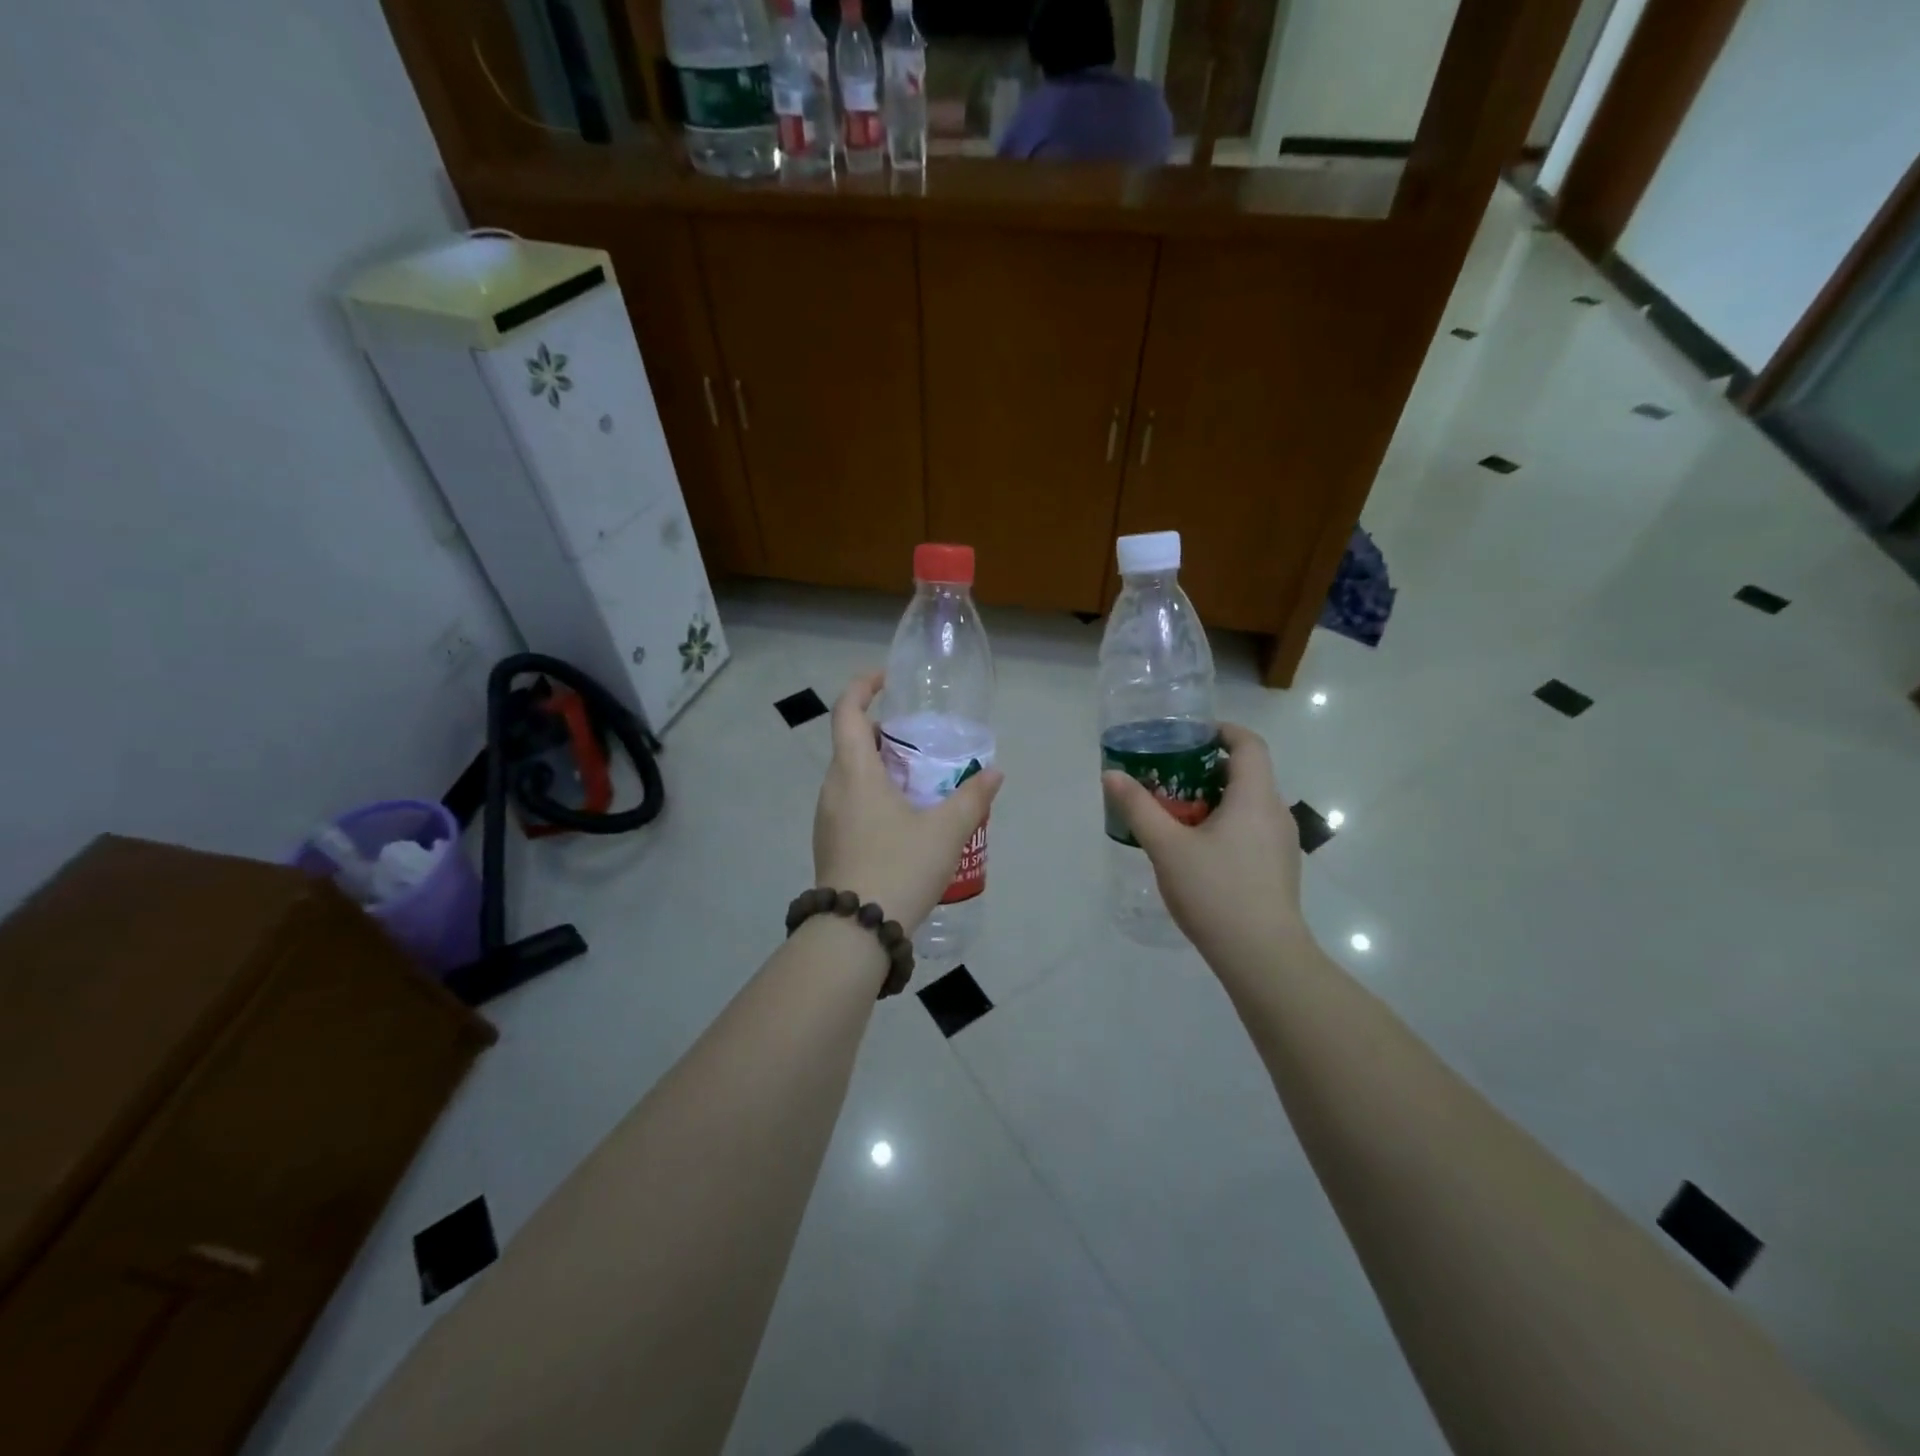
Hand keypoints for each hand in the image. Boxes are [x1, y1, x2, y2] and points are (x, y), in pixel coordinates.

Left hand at [813, 672, 1003, 931]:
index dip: (862, 687)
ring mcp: (826, 819)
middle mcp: (832, 789)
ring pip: (850, 777)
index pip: (847, 712)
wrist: (855, 932)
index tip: (885, 679)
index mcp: (854, 772)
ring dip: (878, 768)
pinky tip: (903, 821)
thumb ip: (972, 797)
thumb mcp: (946, 831)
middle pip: (850, 743)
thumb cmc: (899, 867)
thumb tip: (994, 772)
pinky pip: (849, 803)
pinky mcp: (829, 844)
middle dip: (882, 734)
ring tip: (918, 781)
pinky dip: (872, 795)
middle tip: (918, 741)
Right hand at [1101, 723, 1305, 963]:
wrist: (1262, 956)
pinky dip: (1226, 824)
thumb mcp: (1167, 847)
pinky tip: (1197, 851)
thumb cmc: (1216, 891)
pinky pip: (1252, 830)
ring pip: (1248, 804)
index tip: (1190, 736)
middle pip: (1247, 773)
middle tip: (1169, 777)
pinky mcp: (1279, 869)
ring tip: (1176, 814)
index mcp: (1255, 797)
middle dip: (1207, 768)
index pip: (1249, 744)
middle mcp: (1275, 812)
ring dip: (1215, 799)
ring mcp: (1281, 843)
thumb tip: (1111, 774)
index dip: (1222, 731)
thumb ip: (1138, 808)